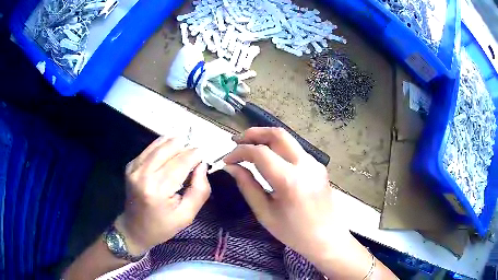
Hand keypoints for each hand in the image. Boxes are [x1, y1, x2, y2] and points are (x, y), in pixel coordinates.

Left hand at [117, 137, 210, 255]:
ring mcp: (134, 168)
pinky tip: (169, 152)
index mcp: (158, 190)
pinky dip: (161, 146)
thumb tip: (202, 166)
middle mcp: (143, 174)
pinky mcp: (130, 166)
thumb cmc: (162, 226)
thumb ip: (199, 191)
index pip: (181, 163)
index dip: (195, 155)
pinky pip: (149, 149)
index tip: (204, 155)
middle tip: (194, 154)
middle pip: (169, 149)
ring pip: (158, 145)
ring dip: (173, 144)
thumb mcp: (187, 215)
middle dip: (185, 147)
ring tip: (184, 149)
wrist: (134, 229)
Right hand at [223, 127, 393, 278]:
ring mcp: (315, 163)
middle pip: (277, 134)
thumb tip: (231, 167)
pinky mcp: (318, 166)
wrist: (326, 238)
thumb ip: (247, 186)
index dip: (239, 152)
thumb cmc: (294, 232)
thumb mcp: (265, 213)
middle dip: (254, 133)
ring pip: (288, 139)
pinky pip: (295, 149)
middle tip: (237, 141)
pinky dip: (278, 148)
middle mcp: (305, 165)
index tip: (227, 160)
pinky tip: (269, 158)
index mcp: (290, 180)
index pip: (260, 152)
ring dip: (266, 138)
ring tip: (249, 146)